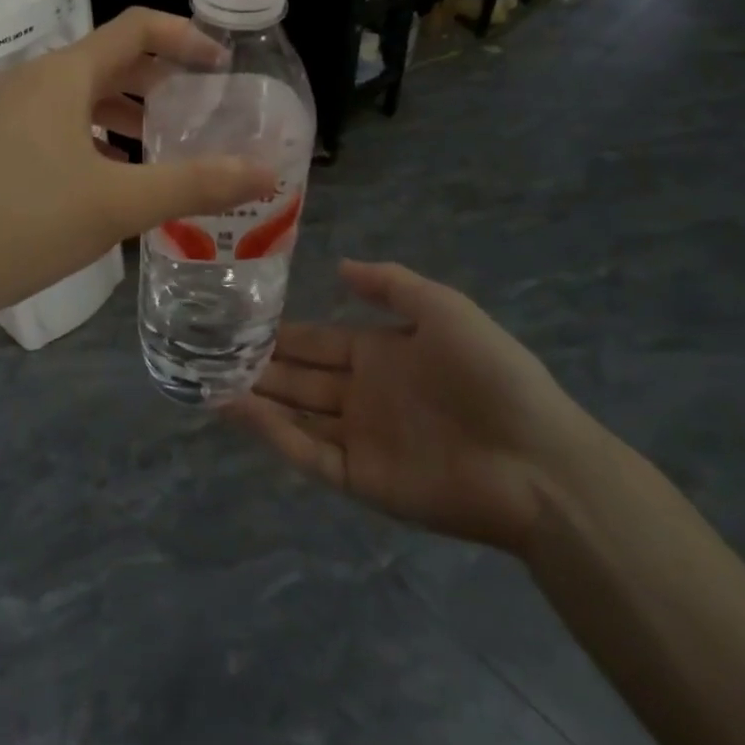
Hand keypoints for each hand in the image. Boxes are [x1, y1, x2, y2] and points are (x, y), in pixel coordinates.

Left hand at [0, 9, 277, 329]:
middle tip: (202, 110)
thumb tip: (266, 173)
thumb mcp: (117, 204)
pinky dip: (96, 135)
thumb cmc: (24, 222)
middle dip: (161, 80)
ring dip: (128, 111)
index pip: (136, 27)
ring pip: (83, 95)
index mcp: (63, 74)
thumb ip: (194, 185)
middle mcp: (34, 80)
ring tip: (164, 144)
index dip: (186, 37)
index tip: (224, 66)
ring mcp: (9, 112)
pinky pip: (60, 122)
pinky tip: (112, 174)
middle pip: (111, 60)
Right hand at [229, 260, 596, 555]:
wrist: (536, 460)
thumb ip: (390, 285)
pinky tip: (236, 409)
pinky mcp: (360, 478)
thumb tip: (339, 265)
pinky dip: (271, 432)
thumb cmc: (490, 373)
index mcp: (381, 354)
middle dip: (260, 363)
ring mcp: (360, 437)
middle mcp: (363, 394)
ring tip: (208, 378)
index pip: (319, 340)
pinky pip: (307, 452)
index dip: (283, 331)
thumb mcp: (443, 308)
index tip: (239, 318)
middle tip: (210, 349)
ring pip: (295, 413)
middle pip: (300, 376)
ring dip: (256, 397)